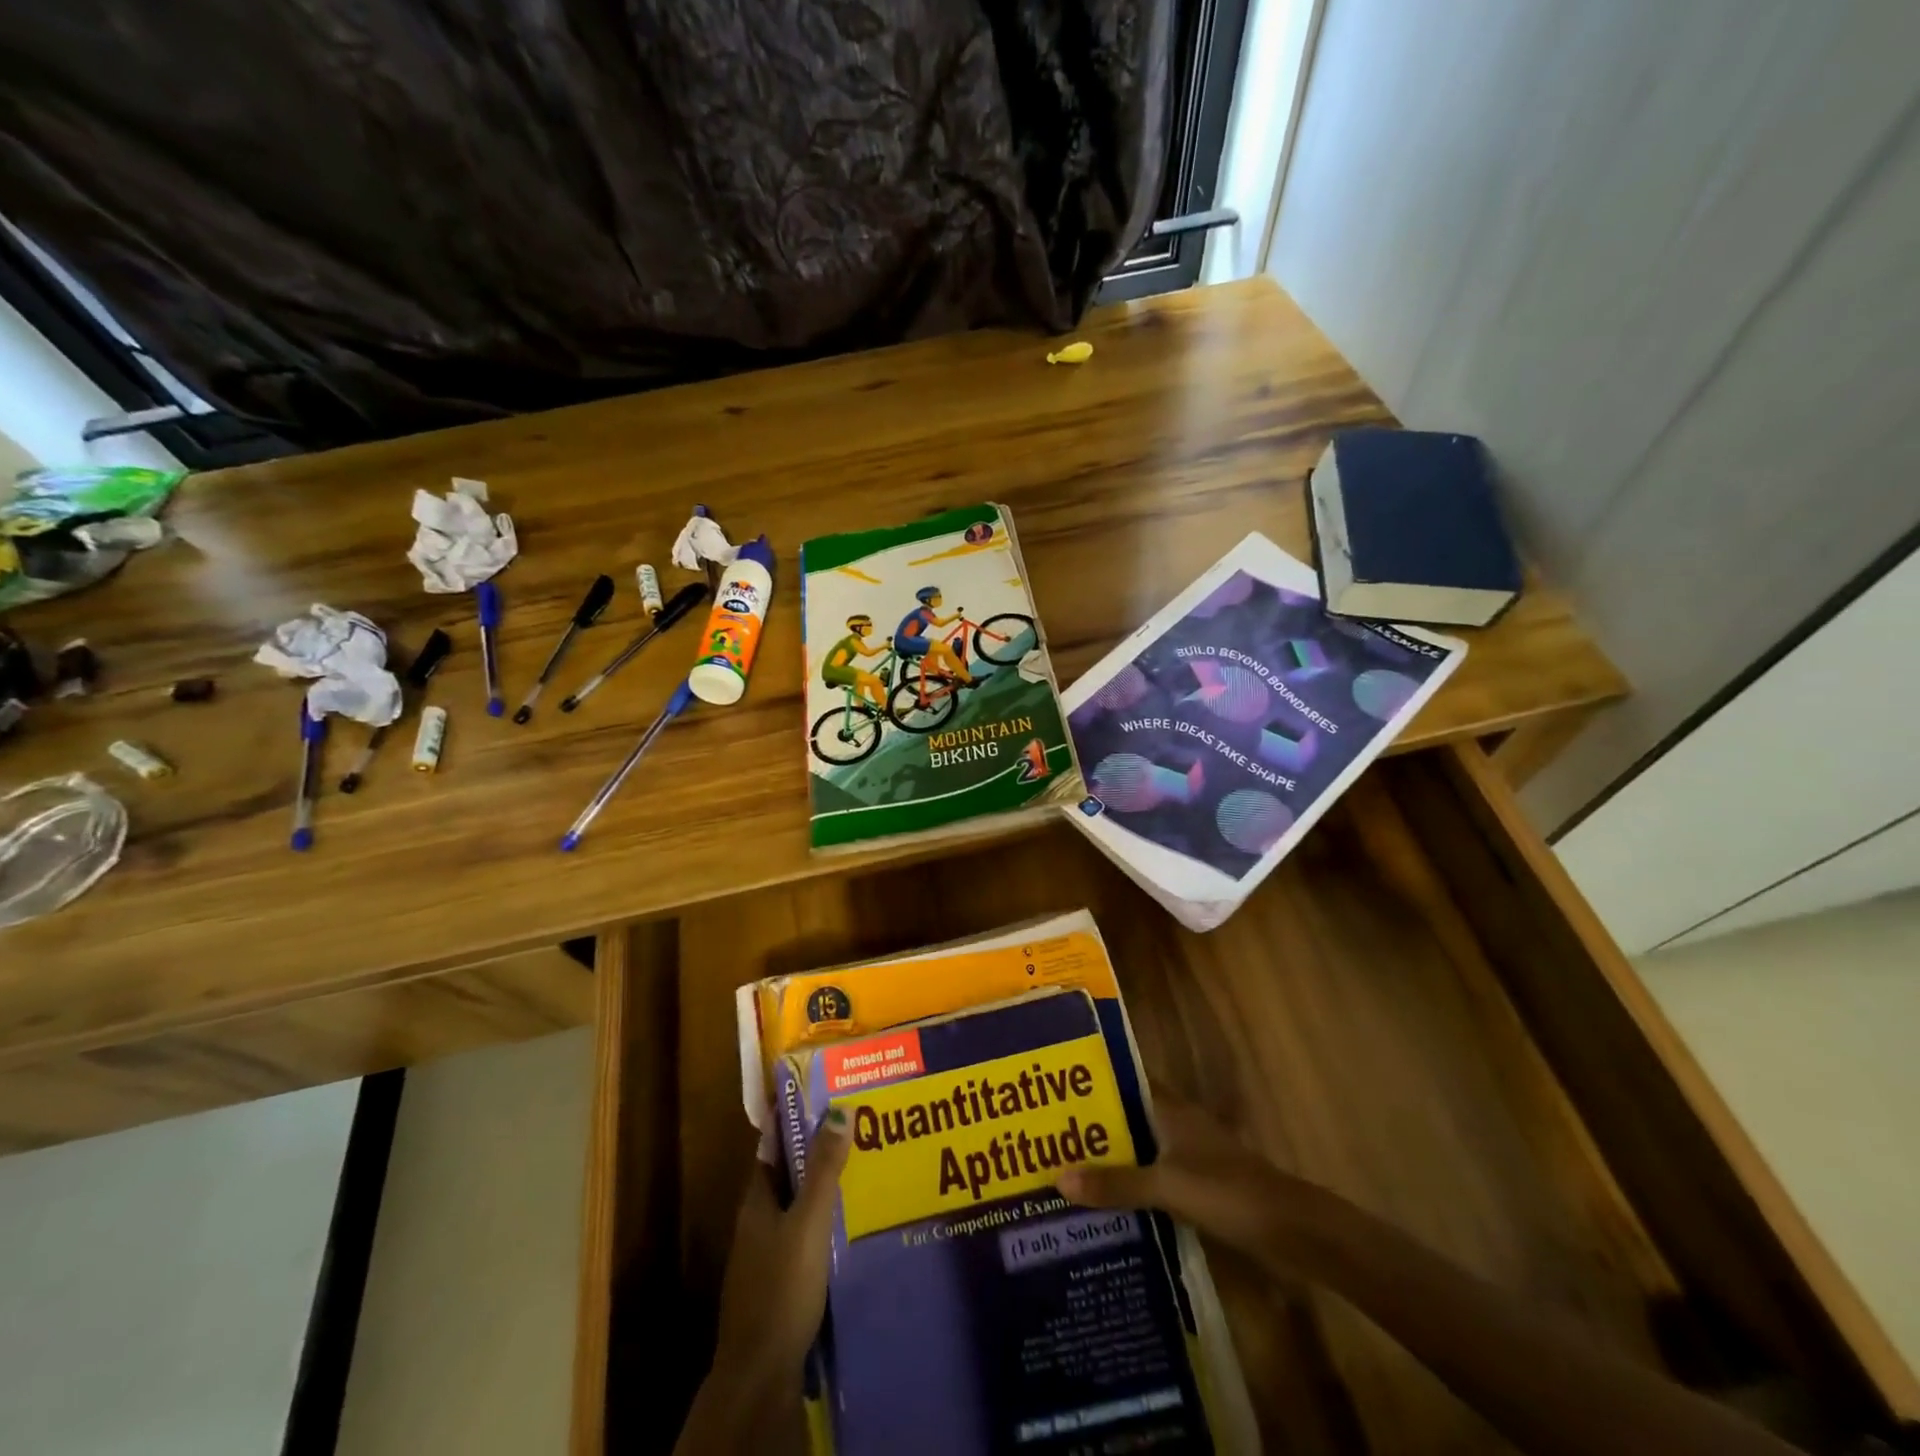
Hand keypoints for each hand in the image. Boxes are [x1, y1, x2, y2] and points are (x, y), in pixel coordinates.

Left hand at [711, 1110, 852, 1389]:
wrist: (759, 1373)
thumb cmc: (781, 1287)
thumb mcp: (808, 1222)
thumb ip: (824, 1170)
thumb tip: (839, 1110)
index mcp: (757, 1198)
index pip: (772, 1143)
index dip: (791, 1116)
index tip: (819, 1090)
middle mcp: (758, 1219)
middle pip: (787, 1171)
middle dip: (815, 1147)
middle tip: (854, 1123)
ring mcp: (766, 1252)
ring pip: (796, 1202)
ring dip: (822, 1183)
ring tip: (862, 1164)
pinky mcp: (780, 1279)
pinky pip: (804, 1231)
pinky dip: (825, 1217)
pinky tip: (851, 1220)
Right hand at [1058, 1097, 1333, 1277]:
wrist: (1290, 1229)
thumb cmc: (1228, 1191)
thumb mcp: (1168, 1186)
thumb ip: (1117, 1183)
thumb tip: (1057, 1178)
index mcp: (1169, 1107)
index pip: (1125, 1078)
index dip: (1094, 1078)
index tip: (1055, 1080)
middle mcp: (1176, 1123)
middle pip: (1127, 1113)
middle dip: (1093, 1122)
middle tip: (1047, 1129)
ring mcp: (1188, 1154)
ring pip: (1139, 1145)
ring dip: (1110, 1154)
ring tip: (1065, 1165)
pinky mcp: (1196, 1184)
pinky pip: (1151, 1174)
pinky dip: (1130, 1181)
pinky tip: (1106, 1200)